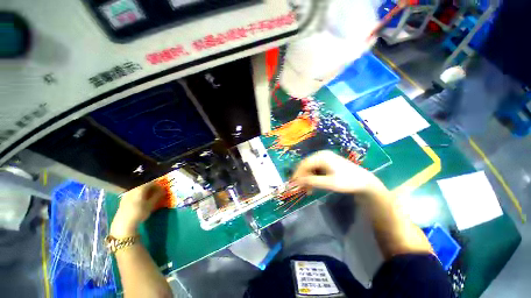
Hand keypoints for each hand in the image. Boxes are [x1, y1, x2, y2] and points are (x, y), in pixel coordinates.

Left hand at [110, 182, 165, 237]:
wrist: (123, 224)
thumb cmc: (139, 213)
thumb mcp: (151, 204)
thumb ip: (158, 195)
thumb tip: (164, 189)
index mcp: (140, 188)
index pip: (152, 183)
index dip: (159, 186)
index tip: (163, 190)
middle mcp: (133, 189)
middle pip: (145, 186)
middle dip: (152, 189)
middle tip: (158, 195)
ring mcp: (127, 194)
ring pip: (139, 190)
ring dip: (146, 193)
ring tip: (150, 199)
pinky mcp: (123, 200)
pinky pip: (134, 194)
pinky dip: (140, 196)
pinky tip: (142, 202)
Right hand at [292, 150, 384, 193]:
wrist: (364, 181)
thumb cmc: (348, 181)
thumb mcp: (329, 183)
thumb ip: (312, 181)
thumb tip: (298, 181)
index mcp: (322, 157)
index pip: (304, 164)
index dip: (298, 174)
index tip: (293, 184)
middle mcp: (321, 155)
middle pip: (306, 165)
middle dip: (302, 177)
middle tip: (300, 189)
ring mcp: (324, 158)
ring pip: (310, 168)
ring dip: (307, 179)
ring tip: (307, 190)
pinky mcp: (326, 163)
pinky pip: (315, 169)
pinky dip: (312, 178)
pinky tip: (312, 186)